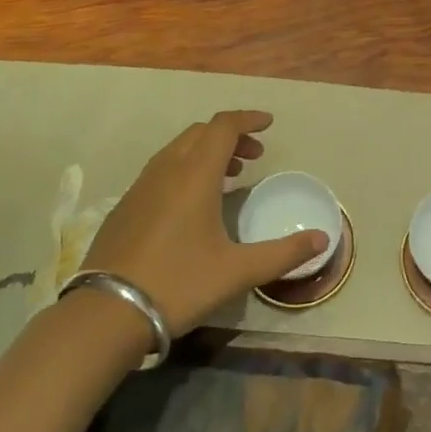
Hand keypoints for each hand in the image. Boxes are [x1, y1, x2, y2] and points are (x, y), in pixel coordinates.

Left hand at [82, 111, 326, 335]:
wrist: (107, 312)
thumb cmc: (179, 283)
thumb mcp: (237, 271)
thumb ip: (283, 253)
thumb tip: (323, 239)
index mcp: (195, 174)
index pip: (224, 126)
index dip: (248, 119)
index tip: (269, 124)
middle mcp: (167, 169)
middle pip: (201, 132)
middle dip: (230, 136)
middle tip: (254, 156)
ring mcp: (141, 185)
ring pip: (179, 149)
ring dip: (206, 151)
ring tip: (229, 176)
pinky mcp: (125, 205)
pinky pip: (162, 168)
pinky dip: (185, 167)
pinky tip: (192, 202)